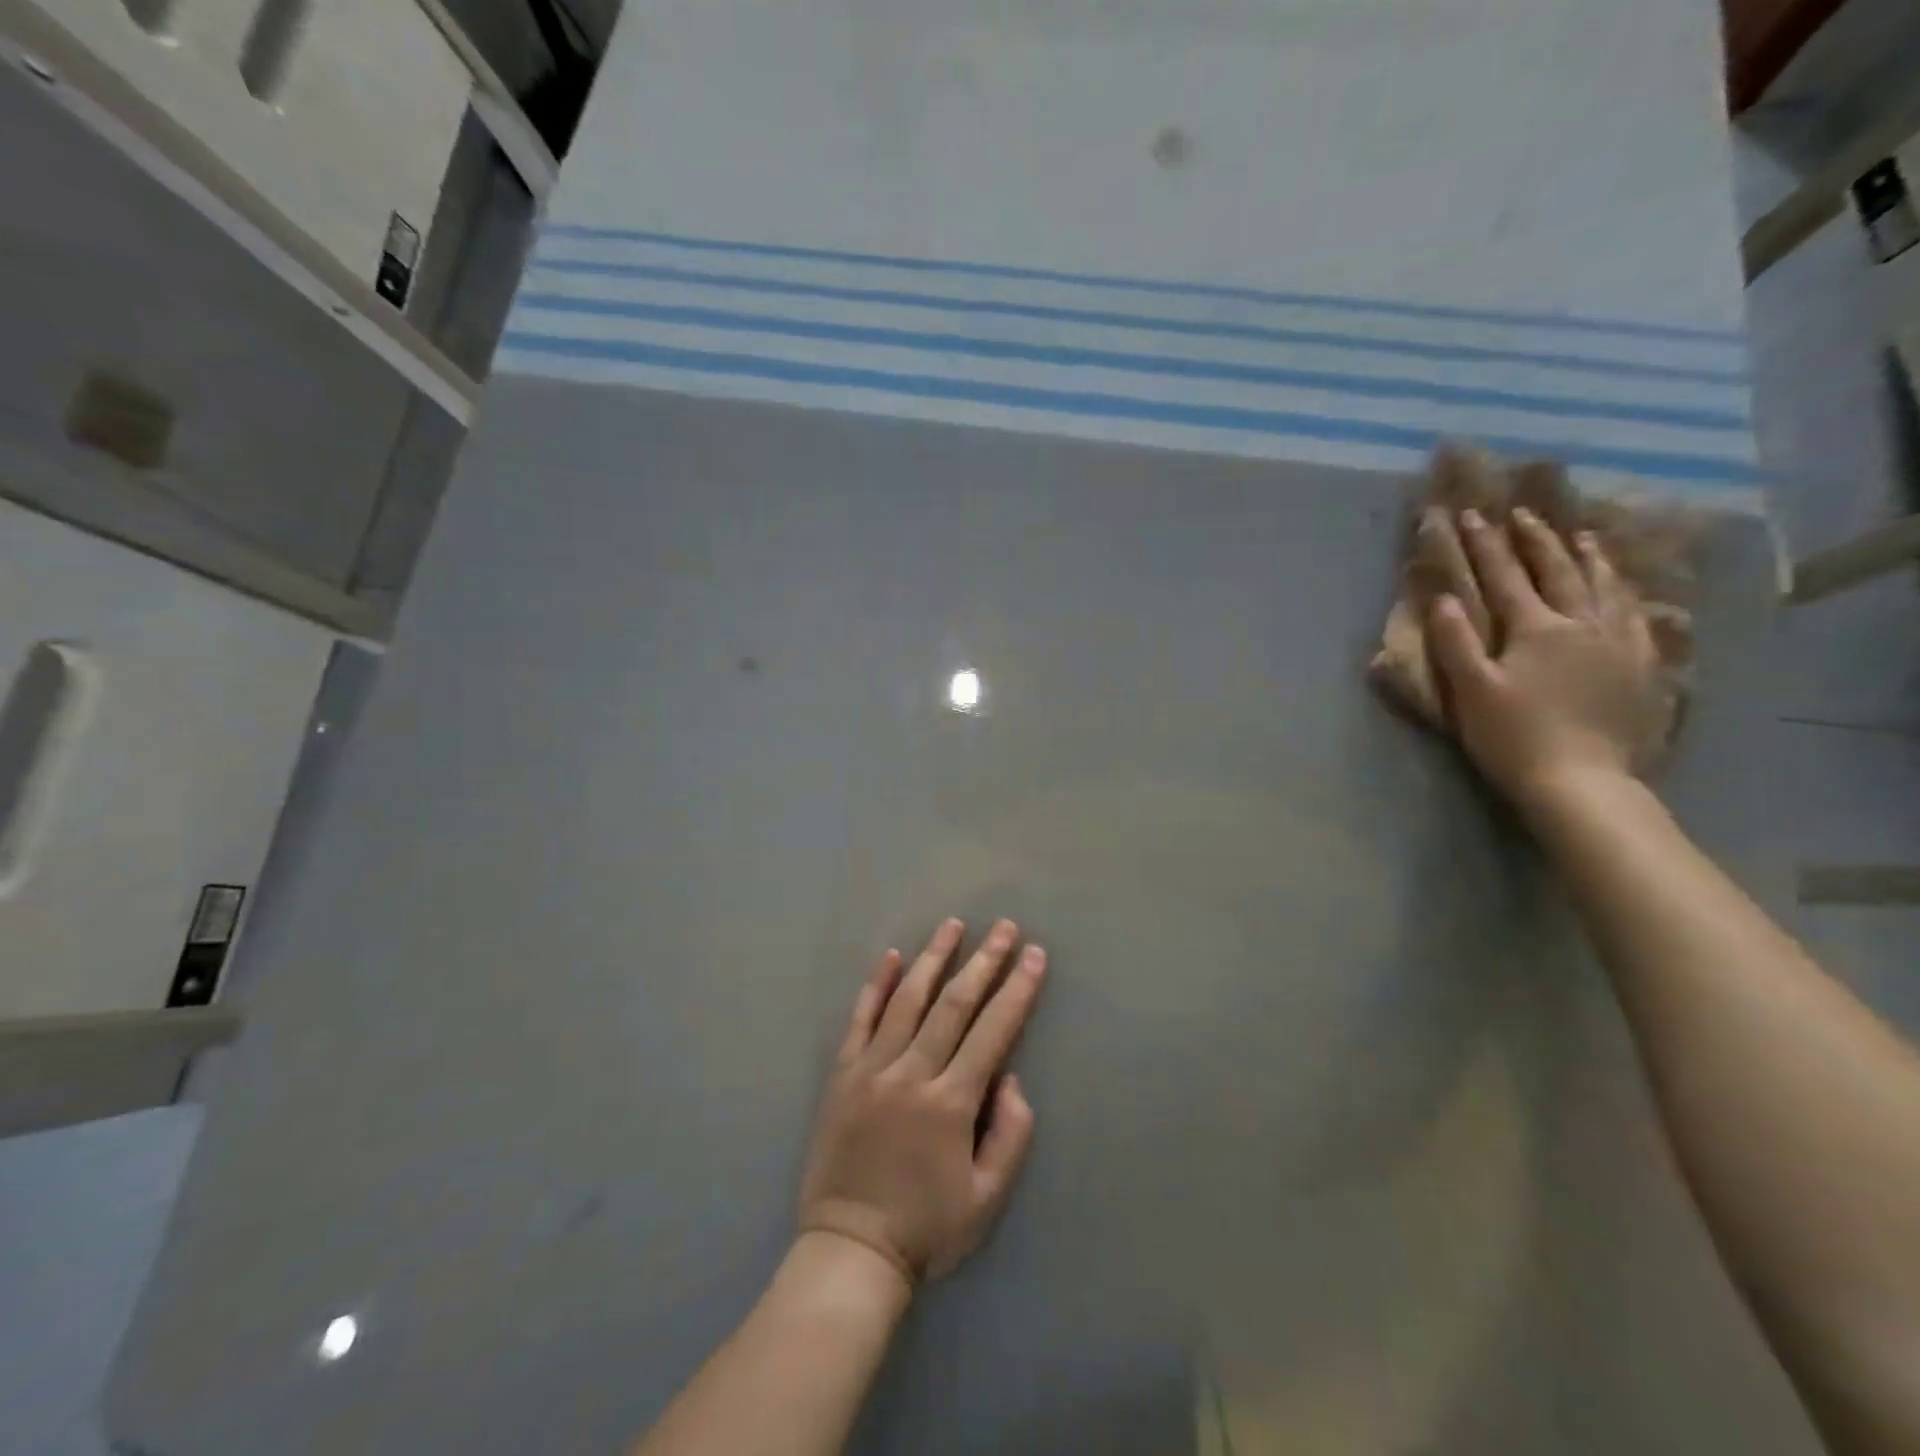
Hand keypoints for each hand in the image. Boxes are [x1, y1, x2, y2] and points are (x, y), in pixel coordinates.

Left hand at [798, 918, 1046, 1286]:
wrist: (849, 1251)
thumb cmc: (926, 1228)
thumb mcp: (987, 1199)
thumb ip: (1009, 1135)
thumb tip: (1010, 1078)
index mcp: (951, 1102)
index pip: (993, 1031)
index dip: (1017, 990)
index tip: (1035, 955)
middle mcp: (912, 1073)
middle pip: (954, 1004)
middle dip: (984, 961)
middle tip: (1004, 928)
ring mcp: (872, 1069)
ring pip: (908, 1000)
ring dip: (934, 959)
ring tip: (952, 925)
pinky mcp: (842, 1074)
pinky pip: (860, 1019)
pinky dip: (876, 985)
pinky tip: (891, 957)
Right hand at [1425, 506, 1666, 807]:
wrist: (1581, 780)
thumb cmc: (1513, 737)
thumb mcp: (1472, 691)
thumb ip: (1456, 642)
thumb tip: (1442, 599)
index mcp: (1535, 629)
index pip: (1505, 577)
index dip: (1486, 545)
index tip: (1472, 515)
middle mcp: (1580, 624)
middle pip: (1558, 571)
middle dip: (1536, 540)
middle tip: (1524, 512)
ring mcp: (1616, 643)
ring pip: (1603, 586)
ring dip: (1588, 556)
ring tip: (1581, 534)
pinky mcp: (1639, 666)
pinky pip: (1634, 615)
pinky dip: (1624, 592)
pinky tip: (1623, 587)